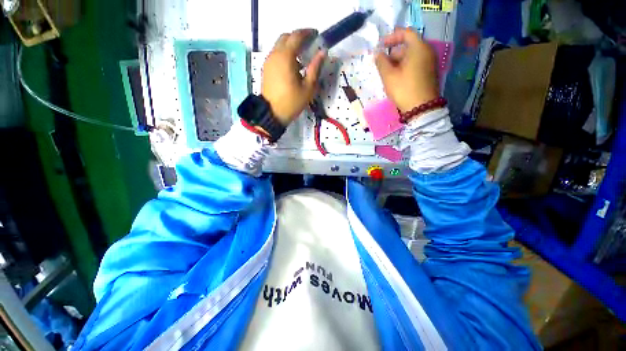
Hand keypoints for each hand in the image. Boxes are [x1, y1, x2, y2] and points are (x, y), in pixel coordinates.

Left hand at [262, 29, 325, 125]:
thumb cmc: (292, 102)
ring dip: (291, 46)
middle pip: (286, 37)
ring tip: (302, 57)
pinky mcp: (266, 68)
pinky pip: (276, 54)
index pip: (297, 36)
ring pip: (279, 45)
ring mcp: (268, 61)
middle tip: (309, 44)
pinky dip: (285, 54)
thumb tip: (323, 53)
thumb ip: (315, 68)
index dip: (307, 33)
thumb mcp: (308, 88)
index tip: (316, 35)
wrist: (272, 113)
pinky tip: (292, 66)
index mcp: (286, 57)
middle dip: (298, 37)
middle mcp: (275, 54)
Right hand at [375, 28, 438, 114]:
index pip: (406, 33)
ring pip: (411, 56)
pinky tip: (397, 78)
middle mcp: (427, 51)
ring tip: (387, 73)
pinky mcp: (429, 73)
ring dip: (398, 61)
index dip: (392, 37)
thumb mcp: (389, 76)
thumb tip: (378, 54)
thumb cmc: (404, 89)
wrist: (422, 108)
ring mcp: (430, 62)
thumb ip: (381, 62)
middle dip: (393, 52)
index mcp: (418, 48)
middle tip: (382, 63)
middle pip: (409, 45)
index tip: (381, 46)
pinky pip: (415, 64)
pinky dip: (405, 66)